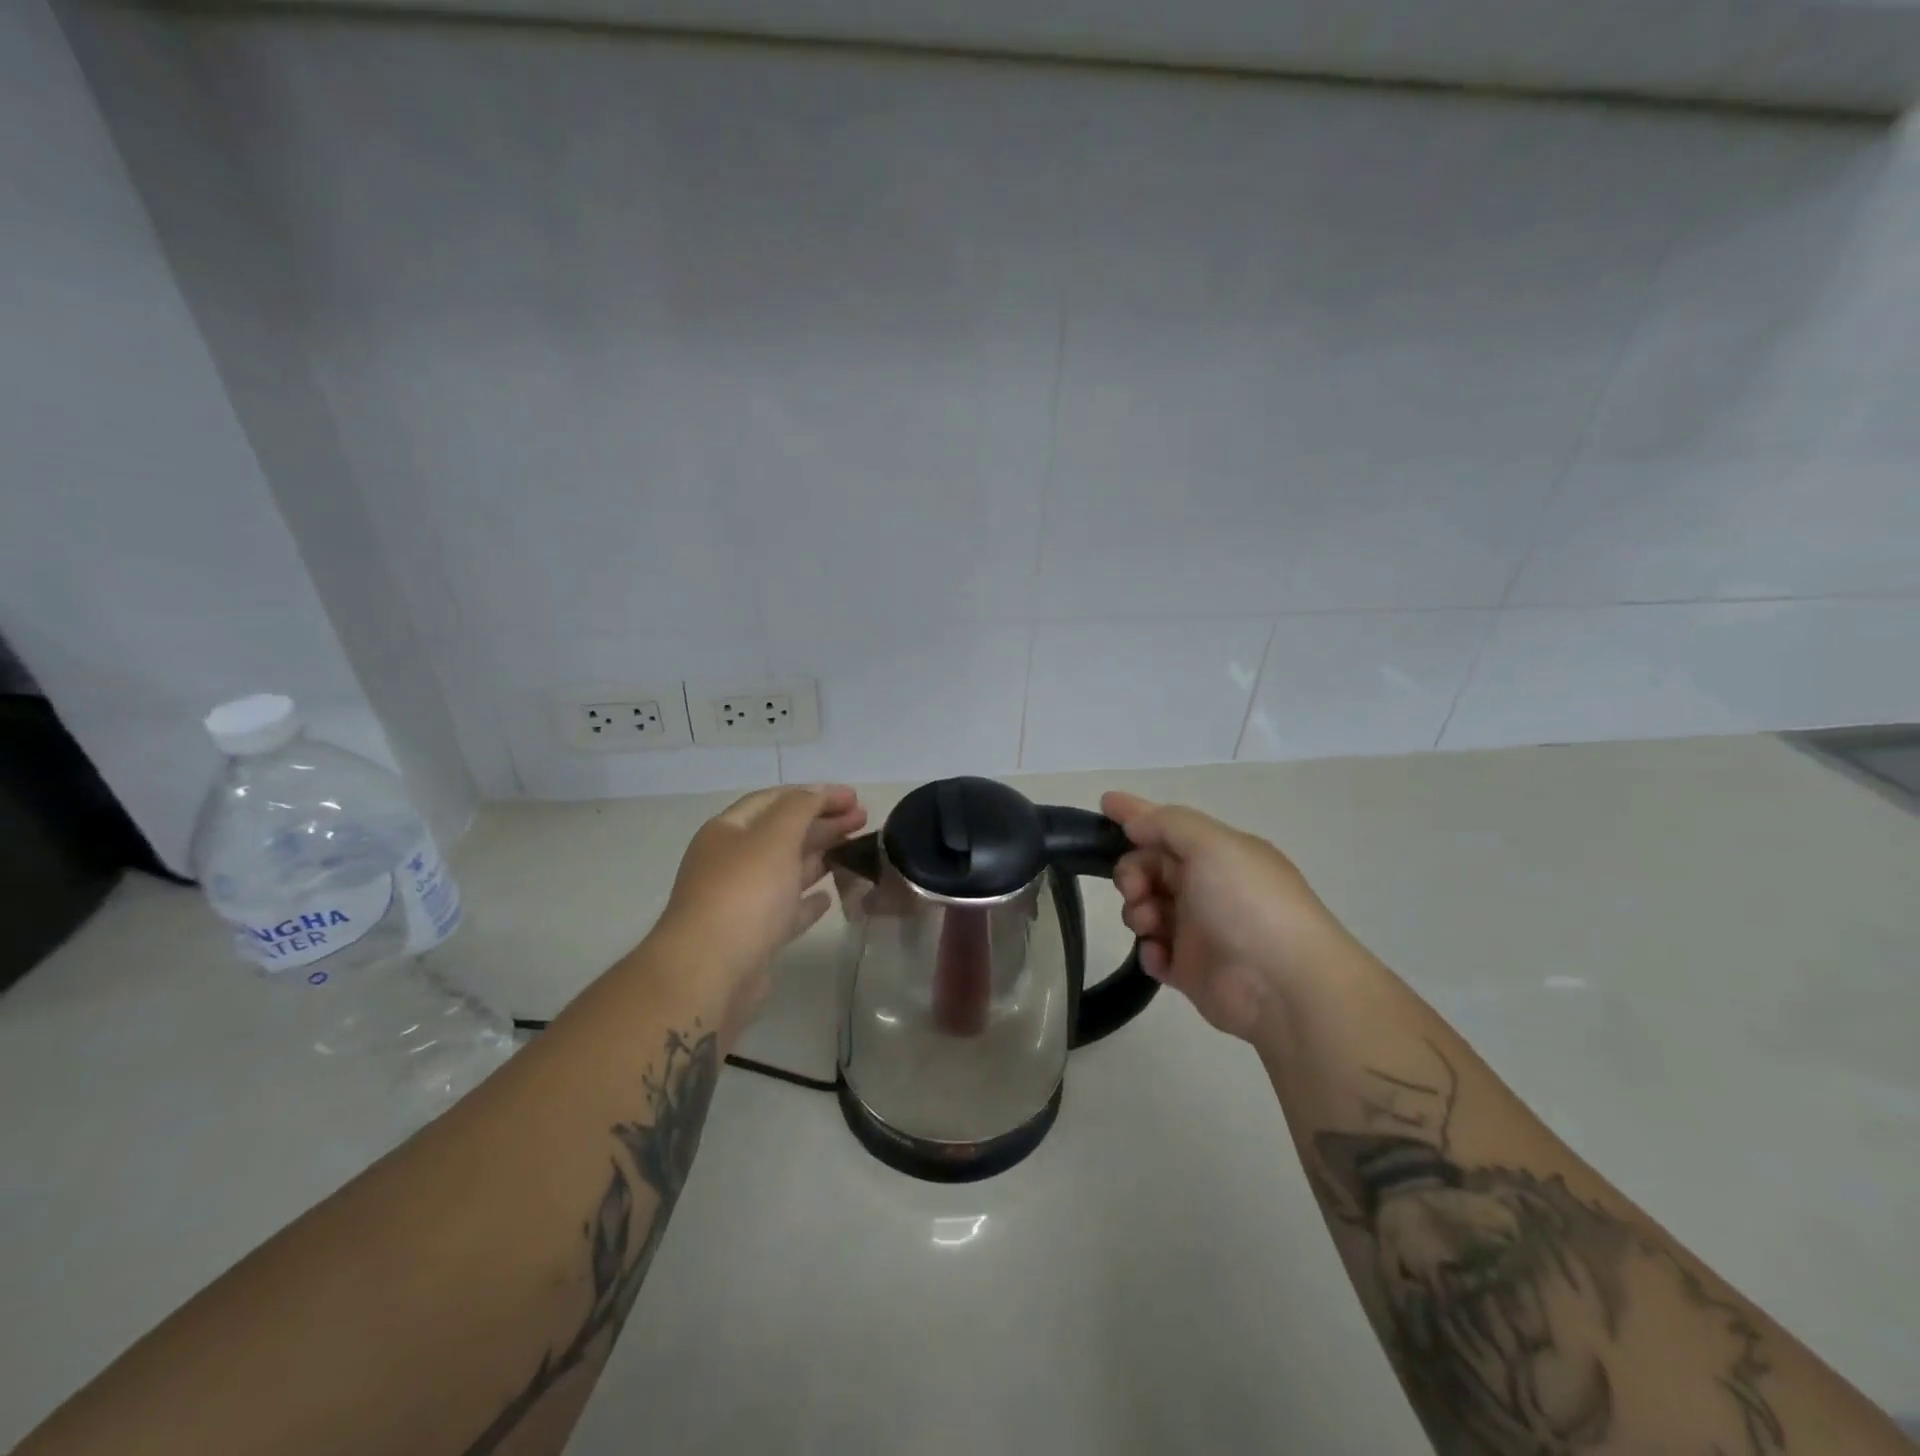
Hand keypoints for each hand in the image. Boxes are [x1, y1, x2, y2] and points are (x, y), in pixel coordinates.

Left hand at [661, 785, 866, 999]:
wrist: (710, 972)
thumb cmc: (744, 893)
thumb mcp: (775, 837)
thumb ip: (800, 809)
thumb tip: (817, 793)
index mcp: (728, 831)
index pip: (775, 799)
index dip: (815, 794)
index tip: (854, 797)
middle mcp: (731, 861)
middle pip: (783, 833)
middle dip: (823, 822)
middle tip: (863, 820)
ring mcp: (741, 900)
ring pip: (786, 870)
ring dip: (821, 856)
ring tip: (857, 850)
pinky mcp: (753, 936)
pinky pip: (786, 909)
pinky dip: (807, 900)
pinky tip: (829, 898)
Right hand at [1102, 792, 1344, 1040]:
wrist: (1283, 984)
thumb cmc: (1247, 902)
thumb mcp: (1211, 844)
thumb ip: (1167, 824)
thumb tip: (1134, 824)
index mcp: (1219, 854)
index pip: (1168, 825)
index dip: (1136, 813)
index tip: (1103, 804)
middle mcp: (1208, 887)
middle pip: (1150, 867)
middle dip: (1132, 872)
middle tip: (1135, 888)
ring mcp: (1200, 930)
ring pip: (1147, 908)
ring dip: (1138, 911)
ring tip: (1150, 925)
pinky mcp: (1191, 971)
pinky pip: (1154, 953)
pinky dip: (1149, 951)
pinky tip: (1160, 955)